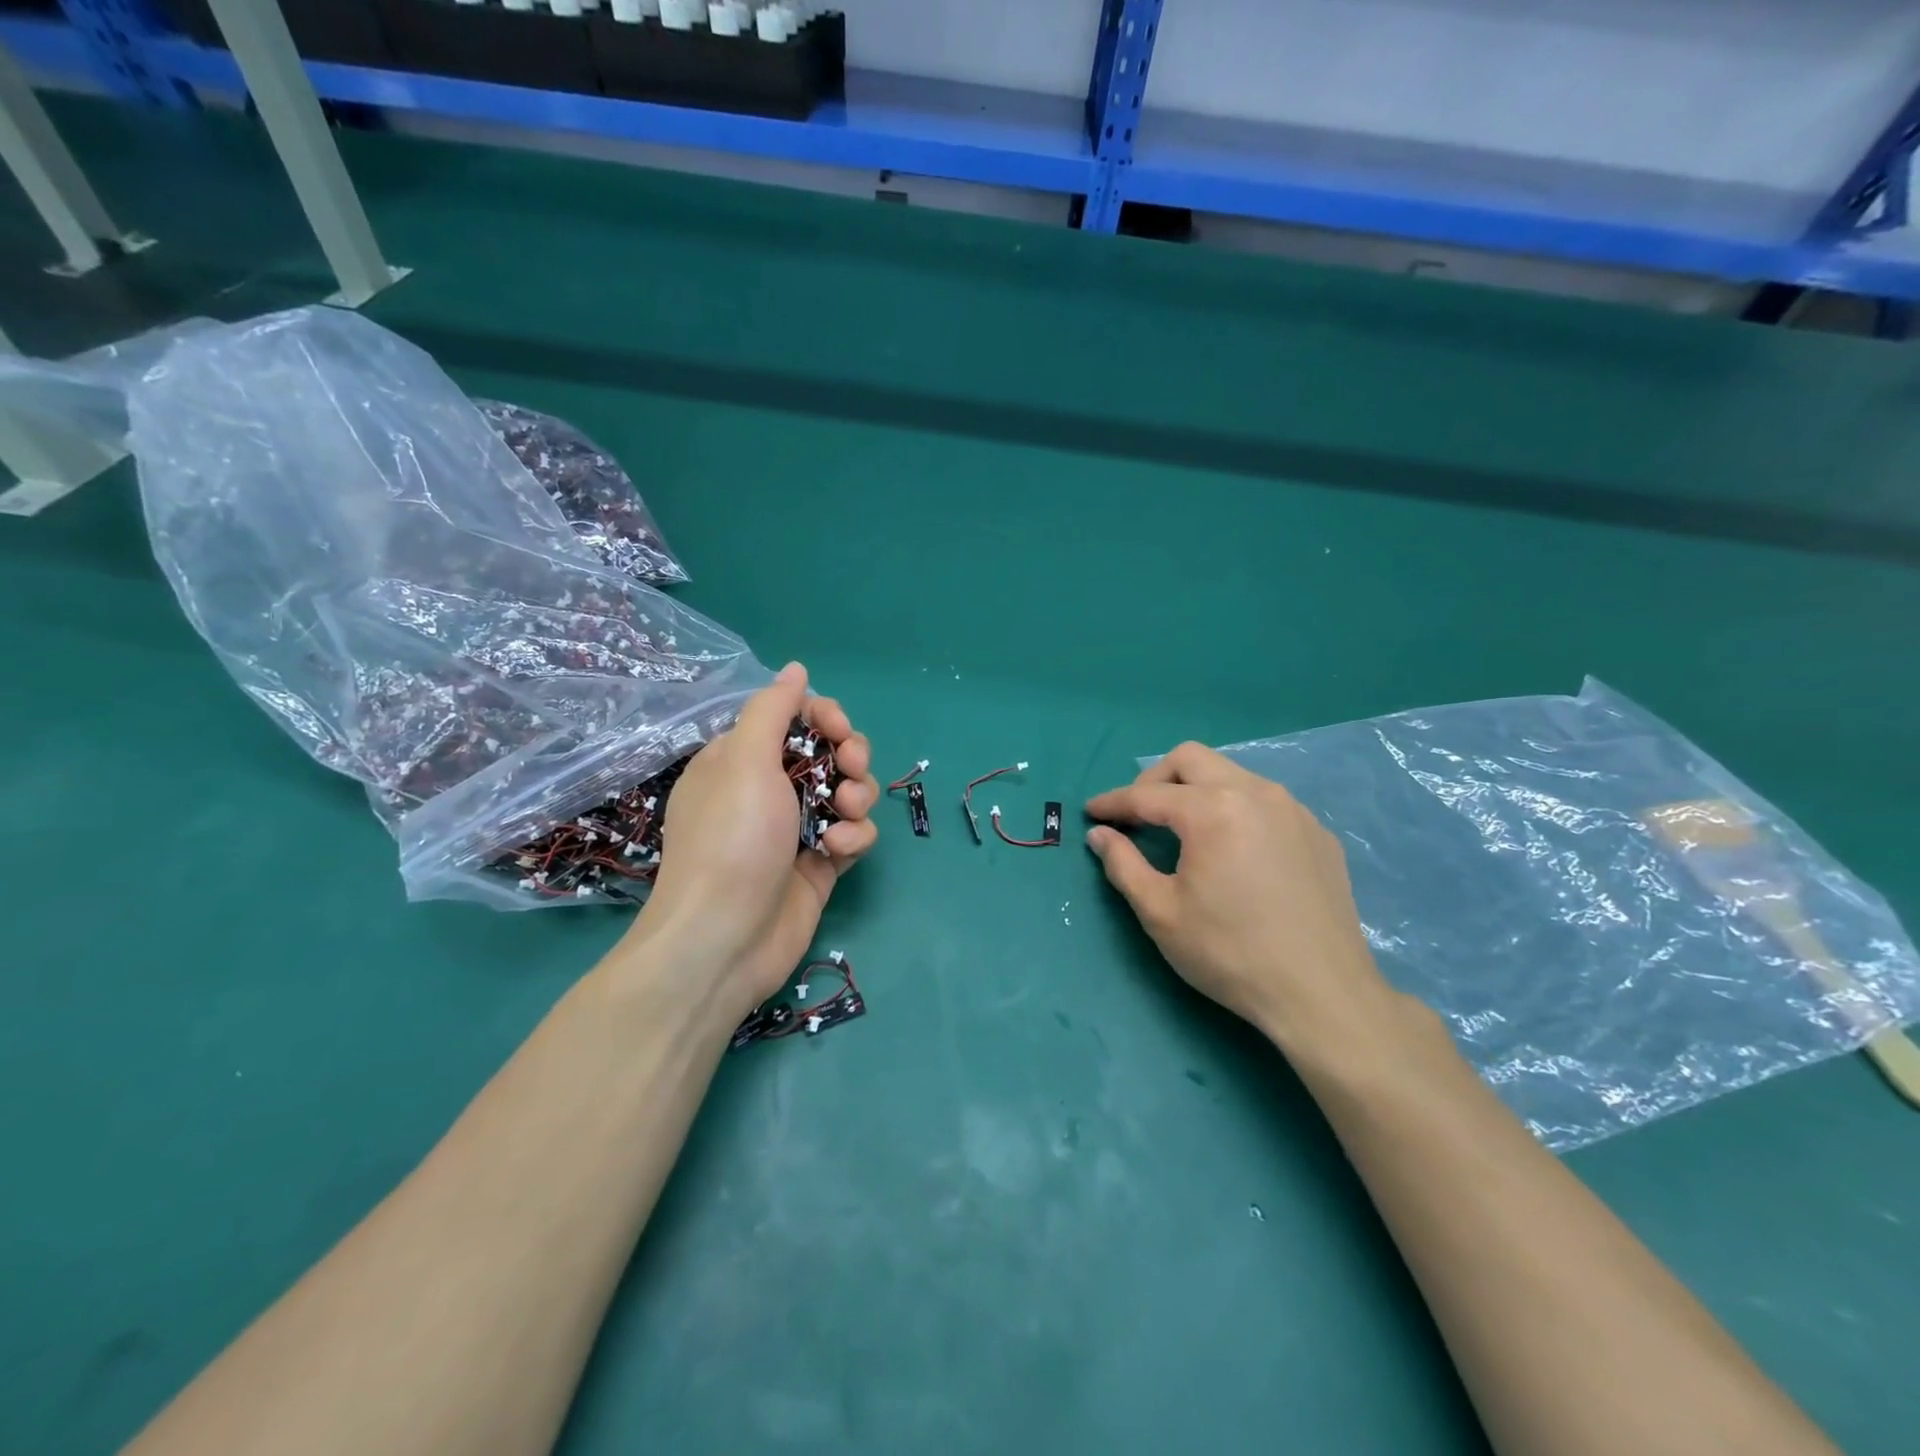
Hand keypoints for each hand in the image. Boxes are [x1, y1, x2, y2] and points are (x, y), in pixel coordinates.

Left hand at [632, 663, 877, 1017]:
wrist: (726, 938)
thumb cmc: (732, 838)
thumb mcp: (744, 760)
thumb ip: (773, 710)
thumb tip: (795, 668)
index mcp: (741, 759)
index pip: (794, 720)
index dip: (824, 718)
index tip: (838, 730)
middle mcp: (769, 789)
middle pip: (828, 753)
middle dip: (848, 757)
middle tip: (849, 770)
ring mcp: (796, 828)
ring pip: (847, 792)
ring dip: (857, 796)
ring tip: (845, 814)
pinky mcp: (820, 864)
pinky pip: (852, 834)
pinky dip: (853, 837)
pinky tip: (839, 851)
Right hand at [1085, 742, 1396, 1051]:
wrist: (1322, 994)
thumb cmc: (1229, 953)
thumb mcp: (1160, 912)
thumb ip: (1123, 864)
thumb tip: (1100, 834)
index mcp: (1212, 810)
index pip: (1147, 794)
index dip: (1113, 803)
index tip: (1091, 812)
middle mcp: (1255, 793)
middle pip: (1191, 759)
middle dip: (1154, 780)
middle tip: (1138, 816)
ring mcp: (1294, 810)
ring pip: (1232, 774)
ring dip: (1197, 790)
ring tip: (1183, 830)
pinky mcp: (1318, 833)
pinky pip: (1265, 802)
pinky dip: (1235, 810)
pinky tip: (1234, 851)